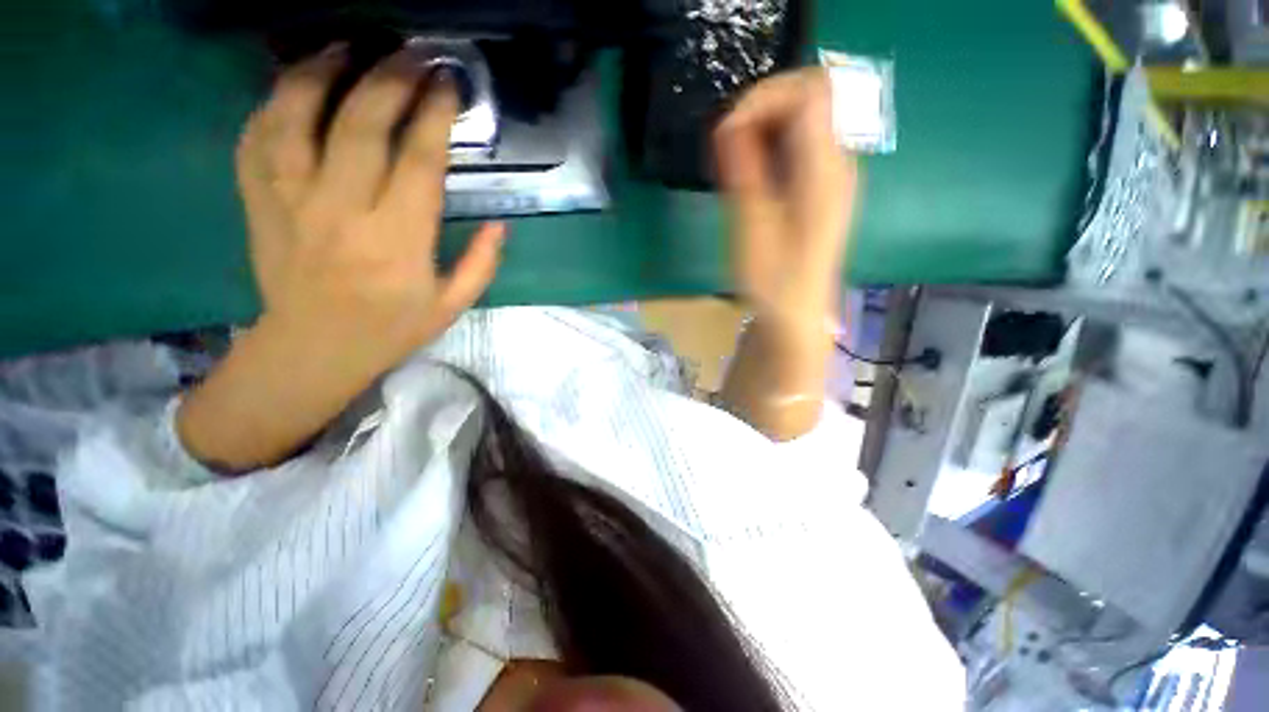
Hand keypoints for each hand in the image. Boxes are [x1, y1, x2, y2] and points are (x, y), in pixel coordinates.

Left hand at [178, 49, 502, 471]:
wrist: (314, 351)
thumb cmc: (391, 330)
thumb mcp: (452, 306)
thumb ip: (482, 264)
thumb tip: (501, 224)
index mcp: (398, 242)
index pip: (418, 163)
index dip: (434, 116)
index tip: (447, 85)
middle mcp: (342, 213)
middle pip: (360, 126)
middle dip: (389, 79)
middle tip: (410, 52)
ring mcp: (290, 204)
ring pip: (295, 119)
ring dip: (321, 72)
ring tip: (346, 46)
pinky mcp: (258, 204)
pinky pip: (255, 141)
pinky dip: (272, 104)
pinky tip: (295, 86)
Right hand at [714, 69, 856, 327]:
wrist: (797, 314)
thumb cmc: (774, 281)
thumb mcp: (752, 228)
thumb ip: (744, 172)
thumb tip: (729, 125)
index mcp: (825, 171)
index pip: (809, 93)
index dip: (764, 97)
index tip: (727, 130)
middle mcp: (838, 163)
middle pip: (810, 98)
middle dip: (762, 109)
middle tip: (726, 144)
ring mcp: (832, 175)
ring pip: (803, 122)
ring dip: (763, 129)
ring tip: (731, 161)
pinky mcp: (821, 189)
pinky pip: (799, 147)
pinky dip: (770, 147)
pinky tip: (749, 175)